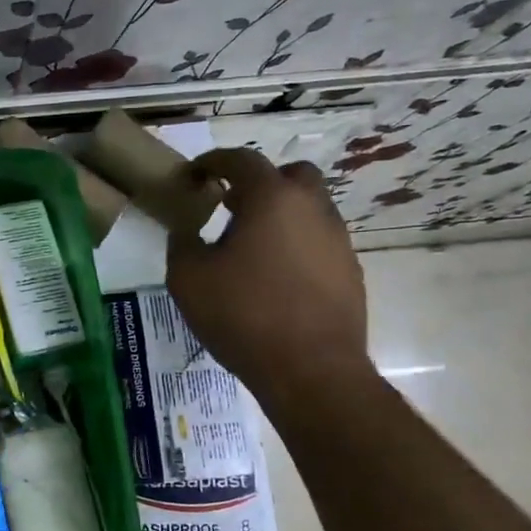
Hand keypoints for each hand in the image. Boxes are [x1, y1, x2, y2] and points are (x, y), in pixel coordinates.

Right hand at [166, 149, 371, 394]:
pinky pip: (318, 242)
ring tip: (249, 247)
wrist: (310, 370)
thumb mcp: (188, 278)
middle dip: (258, 183)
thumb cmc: (242, 315)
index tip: (193, 176)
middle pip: (289, 175)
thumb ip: (181, 243)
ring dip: (279, 216)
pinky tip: (274, 277)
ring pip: (308, 209)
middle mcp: (312, 208)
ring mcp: (337, 239)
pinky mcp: (349, 270)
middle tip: (230, 206)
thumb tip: (186, 229)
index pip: (241, 160)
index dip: (212, 162)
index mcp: (272, 199)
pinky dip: (295, 245)